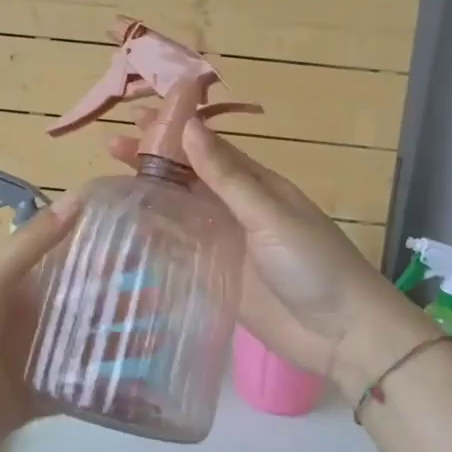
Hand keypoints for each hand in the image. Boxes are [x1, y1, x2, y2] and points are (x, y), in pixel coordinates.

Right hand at [108, 119, 433, 397]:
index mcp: (255, 184)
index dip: (172, 131)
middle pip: (187, 177)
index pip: (206, 148)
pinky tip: (129, 229)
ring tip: (109, 182)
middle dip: (153, 159)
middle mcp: (236, 208)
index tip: (136, 116)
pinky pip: (181, 249)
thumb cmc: (313, 264)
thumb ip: (226, 176)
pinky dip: (157, 236)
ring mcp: (225, 243)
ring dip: (150, 195)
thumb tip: (190, 125)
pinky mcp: (217, 276)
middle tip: (111, 144)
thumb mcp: (269, 214)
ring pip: (180, 210)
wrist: (342, 334)